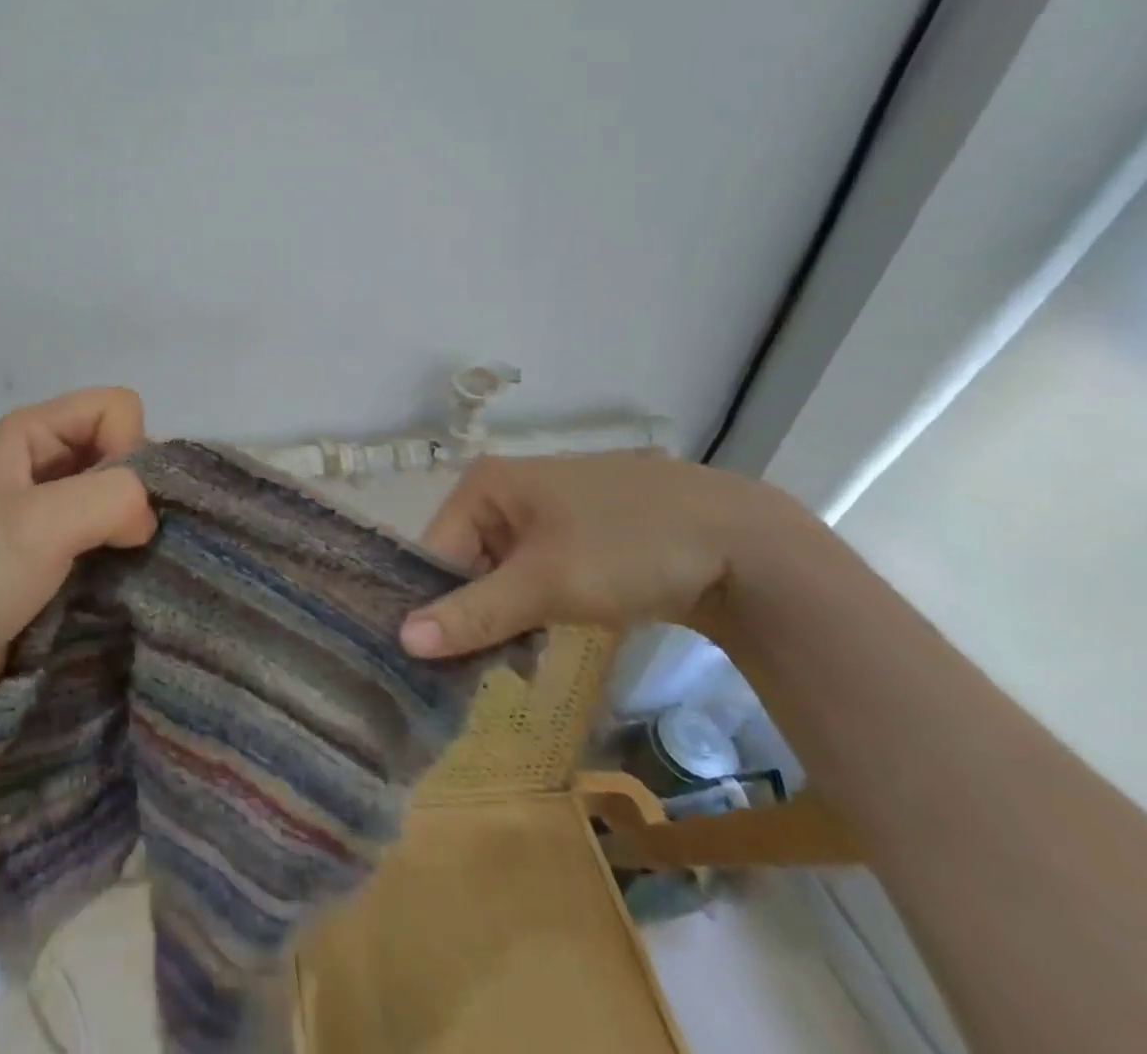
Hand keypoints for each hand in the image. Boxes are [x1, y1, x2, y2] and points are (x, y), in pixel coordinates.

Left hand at [0, 388, 157, 736]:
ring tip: (112, 560)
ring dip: (127, 524)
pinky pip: (109, 527)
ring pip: (119, 491)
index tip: (110, 503)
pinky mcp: (58, 545)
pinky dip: (118, 547)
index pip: (118, 408)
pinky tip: (109, 573)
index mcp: (32, 430)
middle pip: (122, 446)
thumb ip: (114, 497)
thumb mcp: (44, 522)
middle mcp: (44, 456)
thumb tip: (149, 518)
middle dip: (131, 489)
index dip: (126, 447)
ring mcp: (51, 503)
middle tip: (114, 538)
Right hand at [399, 452, 800, 658]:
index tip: (445, 660)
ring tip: (521, 657)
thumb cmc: (626, 546)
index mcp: (485, 483)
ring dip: (508, 615)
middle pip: (467, 561)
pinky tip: (550, 637)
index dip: (438, 603)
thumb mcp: (545, 583)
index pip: (436, 549)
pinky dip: (538, 606)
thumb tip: (402, 640)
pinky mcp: (580, 534)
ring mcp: (546, 511)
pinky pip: (537, 573)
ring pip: (503, 572)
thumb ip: (474, 613)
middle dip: (477, 612)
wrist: (745, 543)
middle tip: (488, 665)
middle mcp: (508, 490)